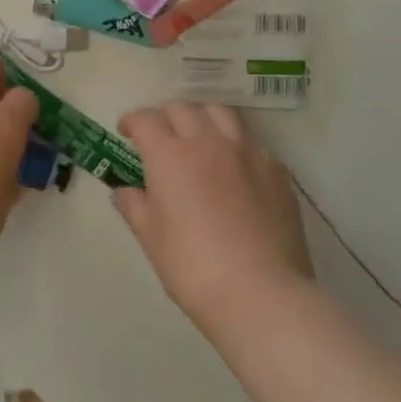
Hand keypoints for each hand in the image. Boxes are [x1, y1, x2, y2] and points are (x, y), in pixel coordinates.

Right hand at [114, 102, 314, 334]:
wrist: (261, 294)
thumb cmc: (193, 267)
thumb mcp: (151, 238)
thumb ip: (134, 206)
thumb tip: (124, 190)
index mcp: (170, 155)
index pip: (145, 119)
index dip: (132, 121)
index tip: (127, 132)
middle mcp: (207, 141)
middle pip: (182, 108)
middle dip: (165, 116)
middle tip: (160, 137)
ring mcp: (246, 152)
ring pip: (220, 113)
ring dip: (202, 118)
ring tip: (198, 138)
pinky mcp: (276, 169)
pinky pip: (251, 140)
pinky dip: (235, 142)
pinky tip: (234, 165)